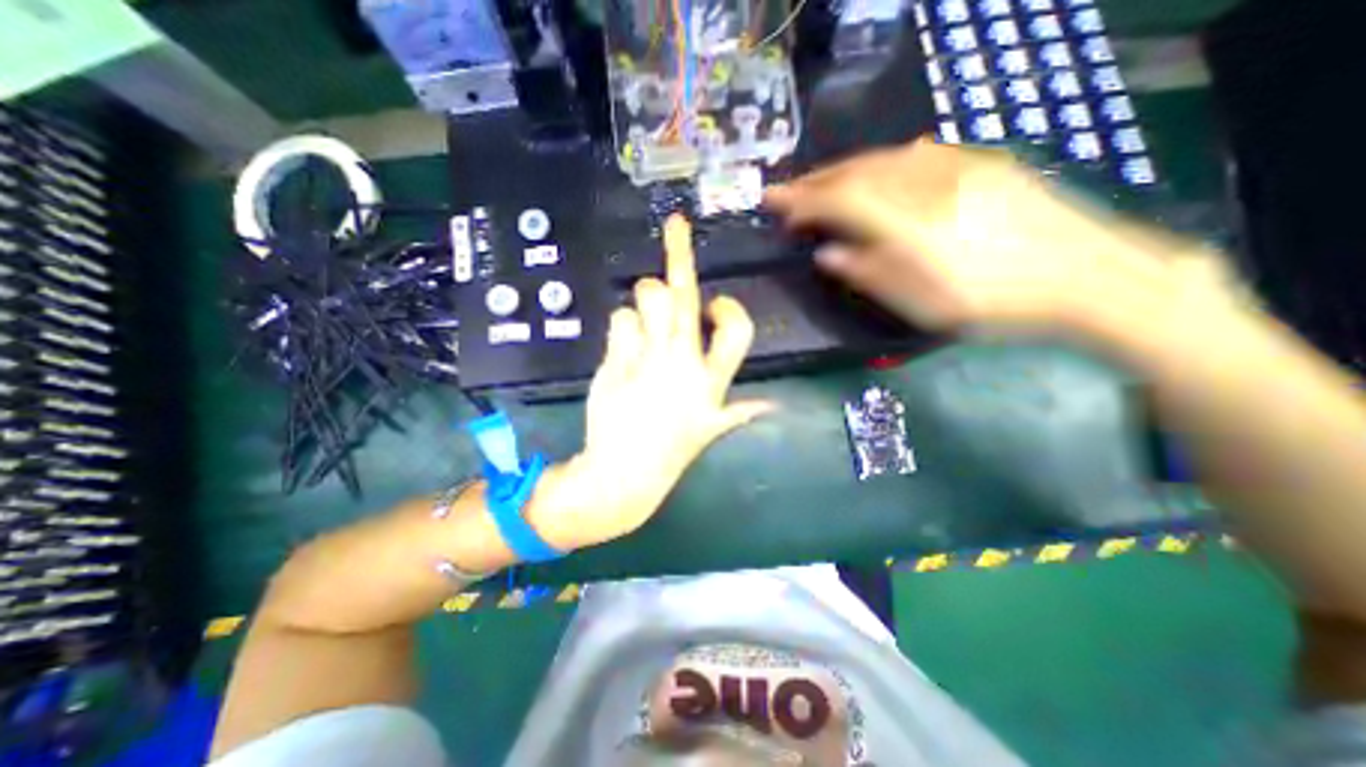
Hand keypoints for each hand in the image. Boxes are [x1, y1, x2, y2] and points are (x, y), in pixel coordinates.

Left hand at [525, 215, 772, 550]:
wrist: (623, 475)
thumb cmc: (669, 451)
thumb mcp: (710, 432)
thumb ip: (739, 412)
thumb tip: (771, 406)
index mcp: (712, 382)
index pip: (737, 331)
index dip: (730, 309)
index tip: (716, 302)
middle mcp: (684, 364)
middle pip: (684, 296)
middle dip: (679, 252)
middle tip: (675, 224)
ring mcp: (649, 359)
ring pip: (648, 295)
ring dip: (645, 297)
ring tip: (643, 316)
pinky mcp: (616, 361)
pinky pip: (620, 319)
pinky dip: (622, 326)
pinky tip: (622, 350)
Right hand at [766, 134, 1228, 332]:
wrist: (1090, 277)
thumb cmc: (995, 306)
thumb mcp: (922, 306)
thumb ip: (868, 274)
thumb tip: (826, 253)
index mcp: (912, 225)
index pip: (840, 201)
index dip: (801, 201)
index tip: (772, 203)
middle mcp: (930, 184)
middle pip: (857, 172)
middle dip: (815, 181)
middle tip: (786, 192)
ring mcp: (959, 167)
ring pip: (883, 159)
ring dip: (843, 171)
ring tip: (818, 185)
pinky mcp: (980, 162)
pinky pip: (914, 154)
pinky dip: (879, 164)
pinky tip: (870, 173)